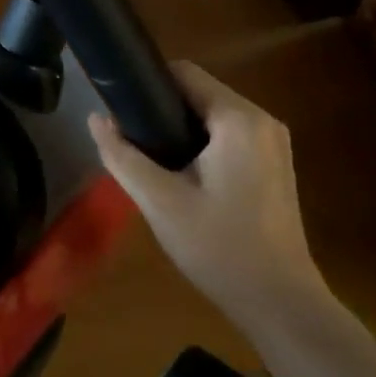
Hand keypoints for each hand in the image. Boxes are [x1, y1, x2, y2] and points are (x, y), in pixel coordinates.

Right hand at [89, 62, 323, 325]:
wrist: (280, 303)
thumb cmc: (219, 248)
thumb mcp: (160, 202)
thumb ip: (122, 156)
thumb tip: (95, 119)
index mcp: (238, 119)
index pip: (184, 73)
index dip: (146, 85)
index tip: (120, 111)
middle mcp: (262, 120)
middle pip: (199, 93)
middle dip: (161, 112)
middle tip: (132, 145)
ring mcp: (273, 143)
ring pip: (212, 116)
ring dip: (180, 131)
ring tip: (152, 163)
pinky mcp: (274, 165)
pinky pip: (229, 137)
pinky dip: (201, 146)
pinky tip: (183, 179)